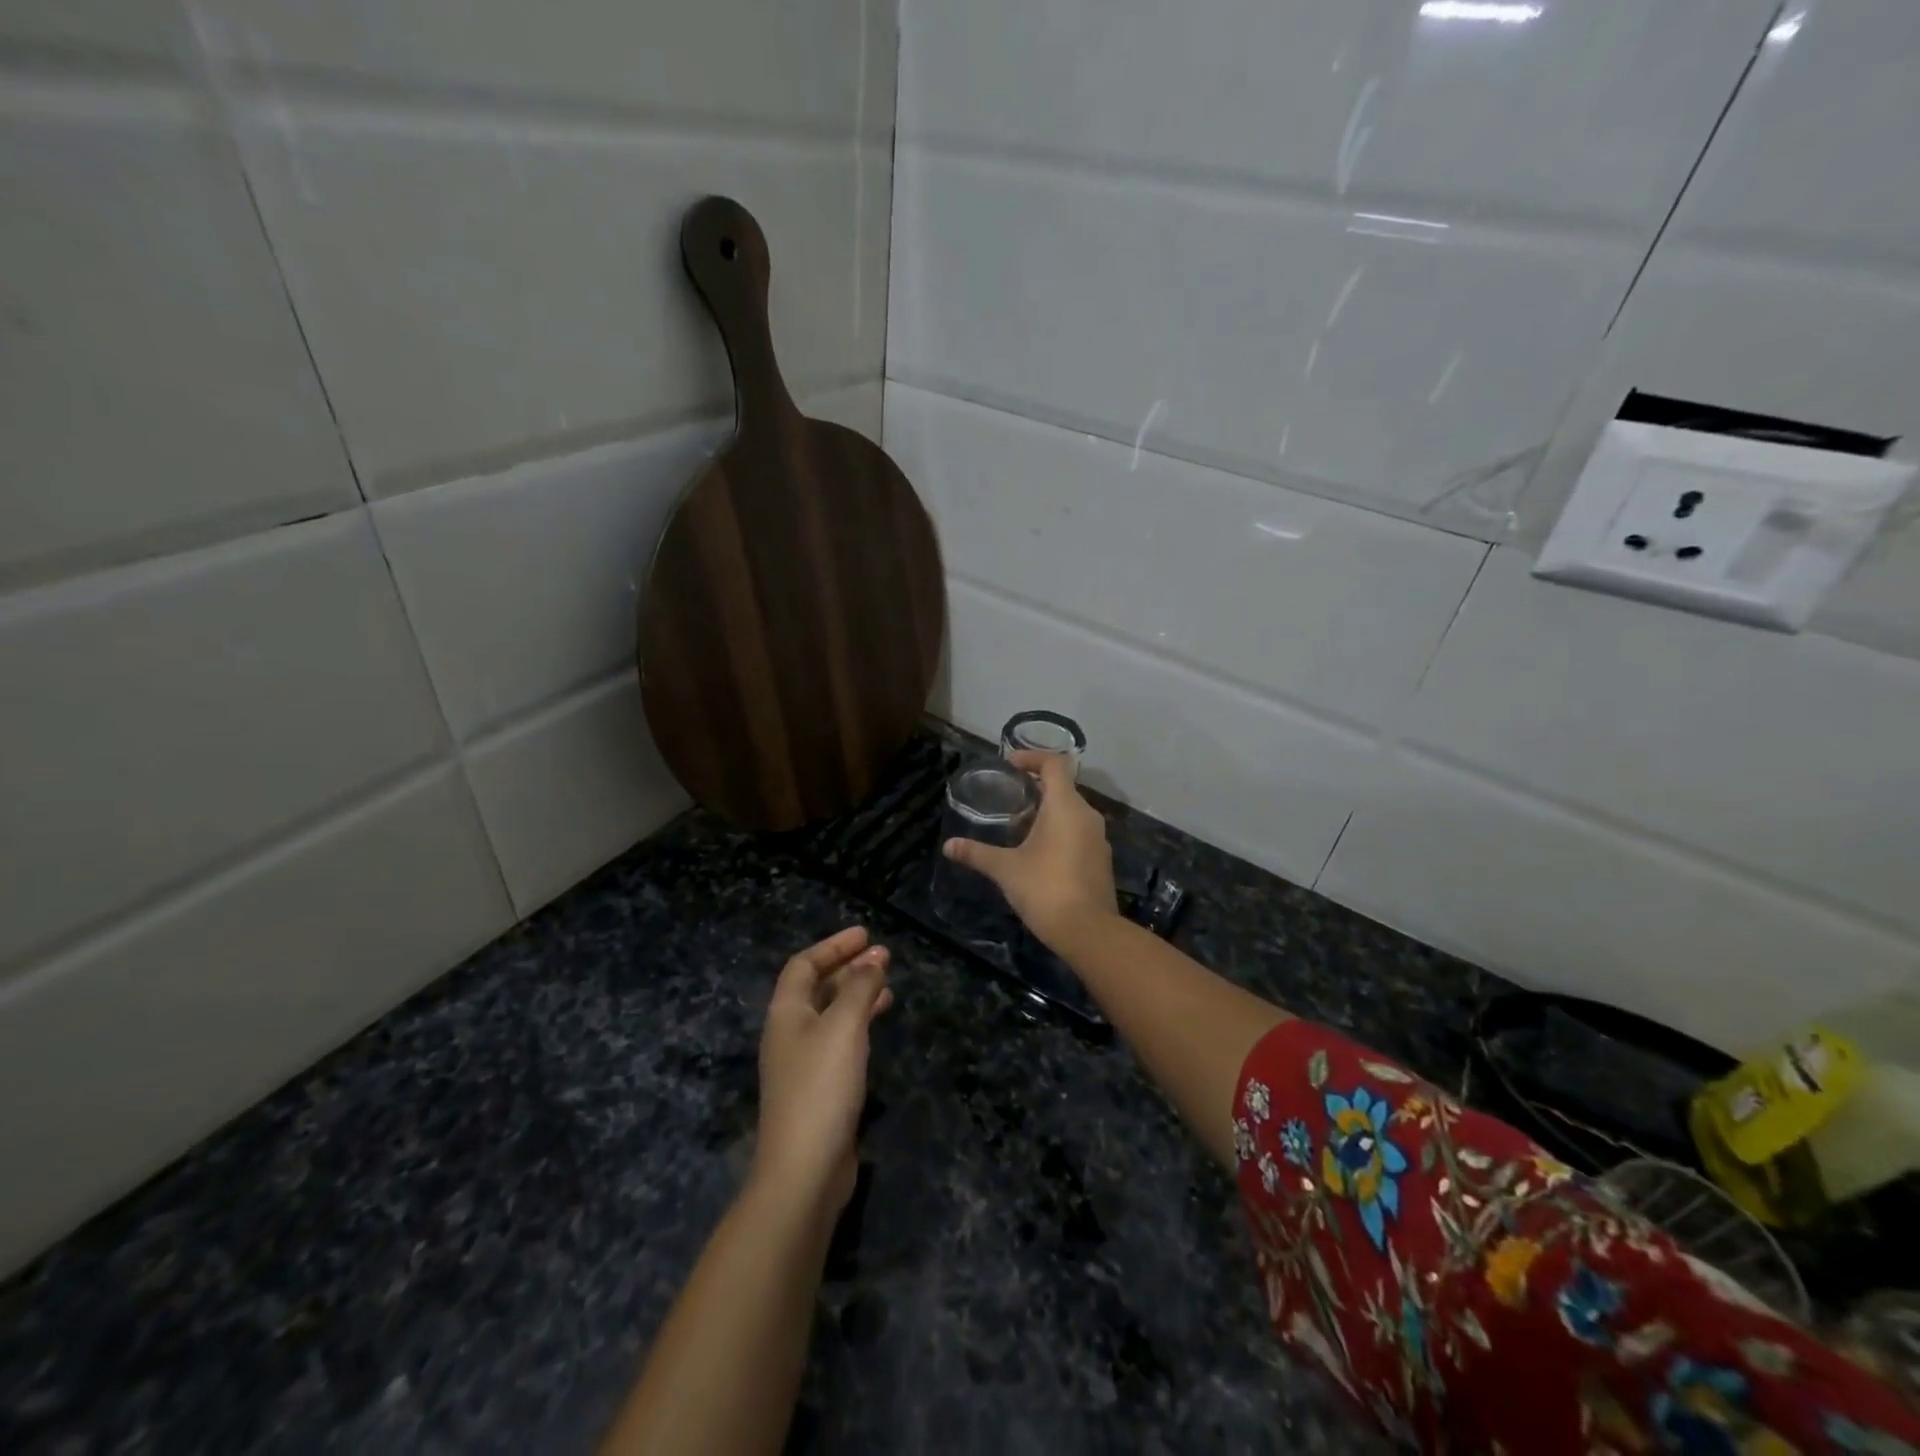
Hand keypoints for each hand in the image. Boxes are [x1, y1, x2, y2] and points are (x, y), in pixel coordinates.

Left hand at [752, 926, 892, 1218]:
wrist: (804, 1171)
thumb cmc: (821, 1087)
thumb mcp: (844, 1027)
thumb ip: (859, 988)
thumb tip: (873, 957)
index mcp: (786, 1013)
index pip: (804, 965)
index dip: (833, 946)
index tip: (865, 935)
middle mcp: (790, 1033)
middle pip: (816, 988)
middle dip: (848, 968)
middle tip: (883, 956)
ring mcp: (803, 1064)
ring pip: (831, 1015)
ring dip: (857, 995)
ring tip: (888, 986)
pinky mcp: (819, 1089)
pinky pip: (840, 1041)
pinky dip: (859, 1024)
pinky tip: (878, 1026)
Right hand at [942, 749, 1119, 949]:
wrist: (1089, 931)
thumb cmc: (1045, 889)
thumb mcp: (1006, 870)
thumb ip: (977, 854)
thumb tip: (948, 846)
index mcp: (1066, 806)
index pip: (1055, 764)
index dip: (1032, 757)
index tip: (1010, 763)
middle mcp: (1087, 815)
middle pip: (1063, 787)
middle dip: (1037, 786)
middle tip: (1009, 795)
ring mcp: (1098, 839)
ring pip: (1072, 812)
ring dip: (1049, 811)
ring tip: (1020, 823)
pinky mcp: (1101, 860)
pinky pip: (1079, 832)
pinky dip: (1060, 831)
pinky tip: (1040, 851)